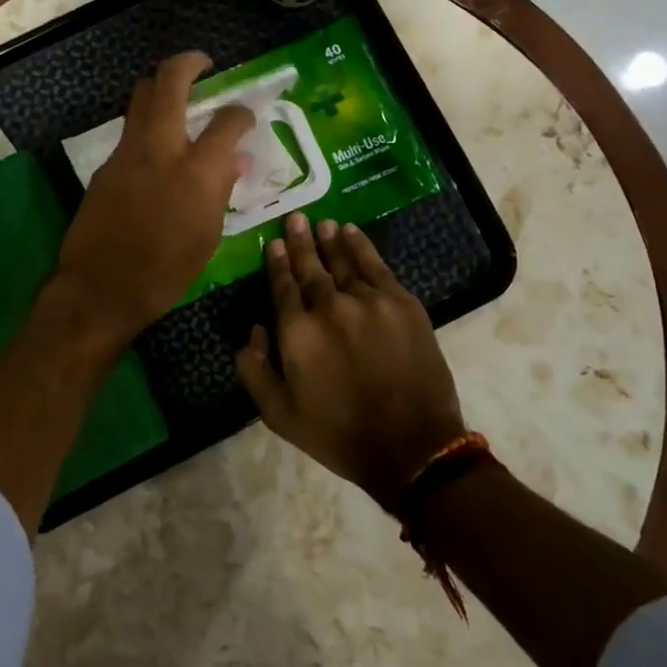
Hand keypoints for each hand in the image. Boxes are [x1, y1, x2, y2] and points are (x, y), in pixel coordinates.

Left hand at [56, 51, 254, 341]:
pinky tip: (157, 148)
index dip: (241, 113)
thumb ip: (221, 189)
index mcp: (196, 171)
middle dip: (189, 63)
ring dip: (161, 88)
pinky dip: (147, 125)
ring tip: (178, 97)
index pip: (227, 121)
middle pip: (169, 82)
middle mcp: (160, 149)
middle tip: (203, 63)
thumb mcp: (208, 236)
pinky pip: (130, 130)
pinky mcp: (106, 165)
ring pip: (141, 97)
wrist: (101, 287)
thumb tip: (235, 160)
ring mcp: (127, 153)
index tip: (245, 116)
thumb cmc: (166, 272)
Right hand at [236, 213, 467, 508]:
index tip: (274, 243)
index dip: (278, 263)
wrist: (412, 448)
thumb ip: (254, 370)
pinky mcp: (401, 303)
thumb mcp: (279, 415)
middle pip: (310, 267)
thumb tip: (254, 330)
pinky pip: (376, 266)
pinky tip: (352, 233)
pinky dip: (362, 247)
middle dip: (300, 242)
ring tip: (322, 224)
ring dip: (330, 241)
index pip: (283, 286)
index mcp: (297, 332)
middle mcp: (329, 307)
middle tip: (296, 218)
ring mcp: (368, 302)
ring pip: (343, 262)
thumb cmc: (339, 434)